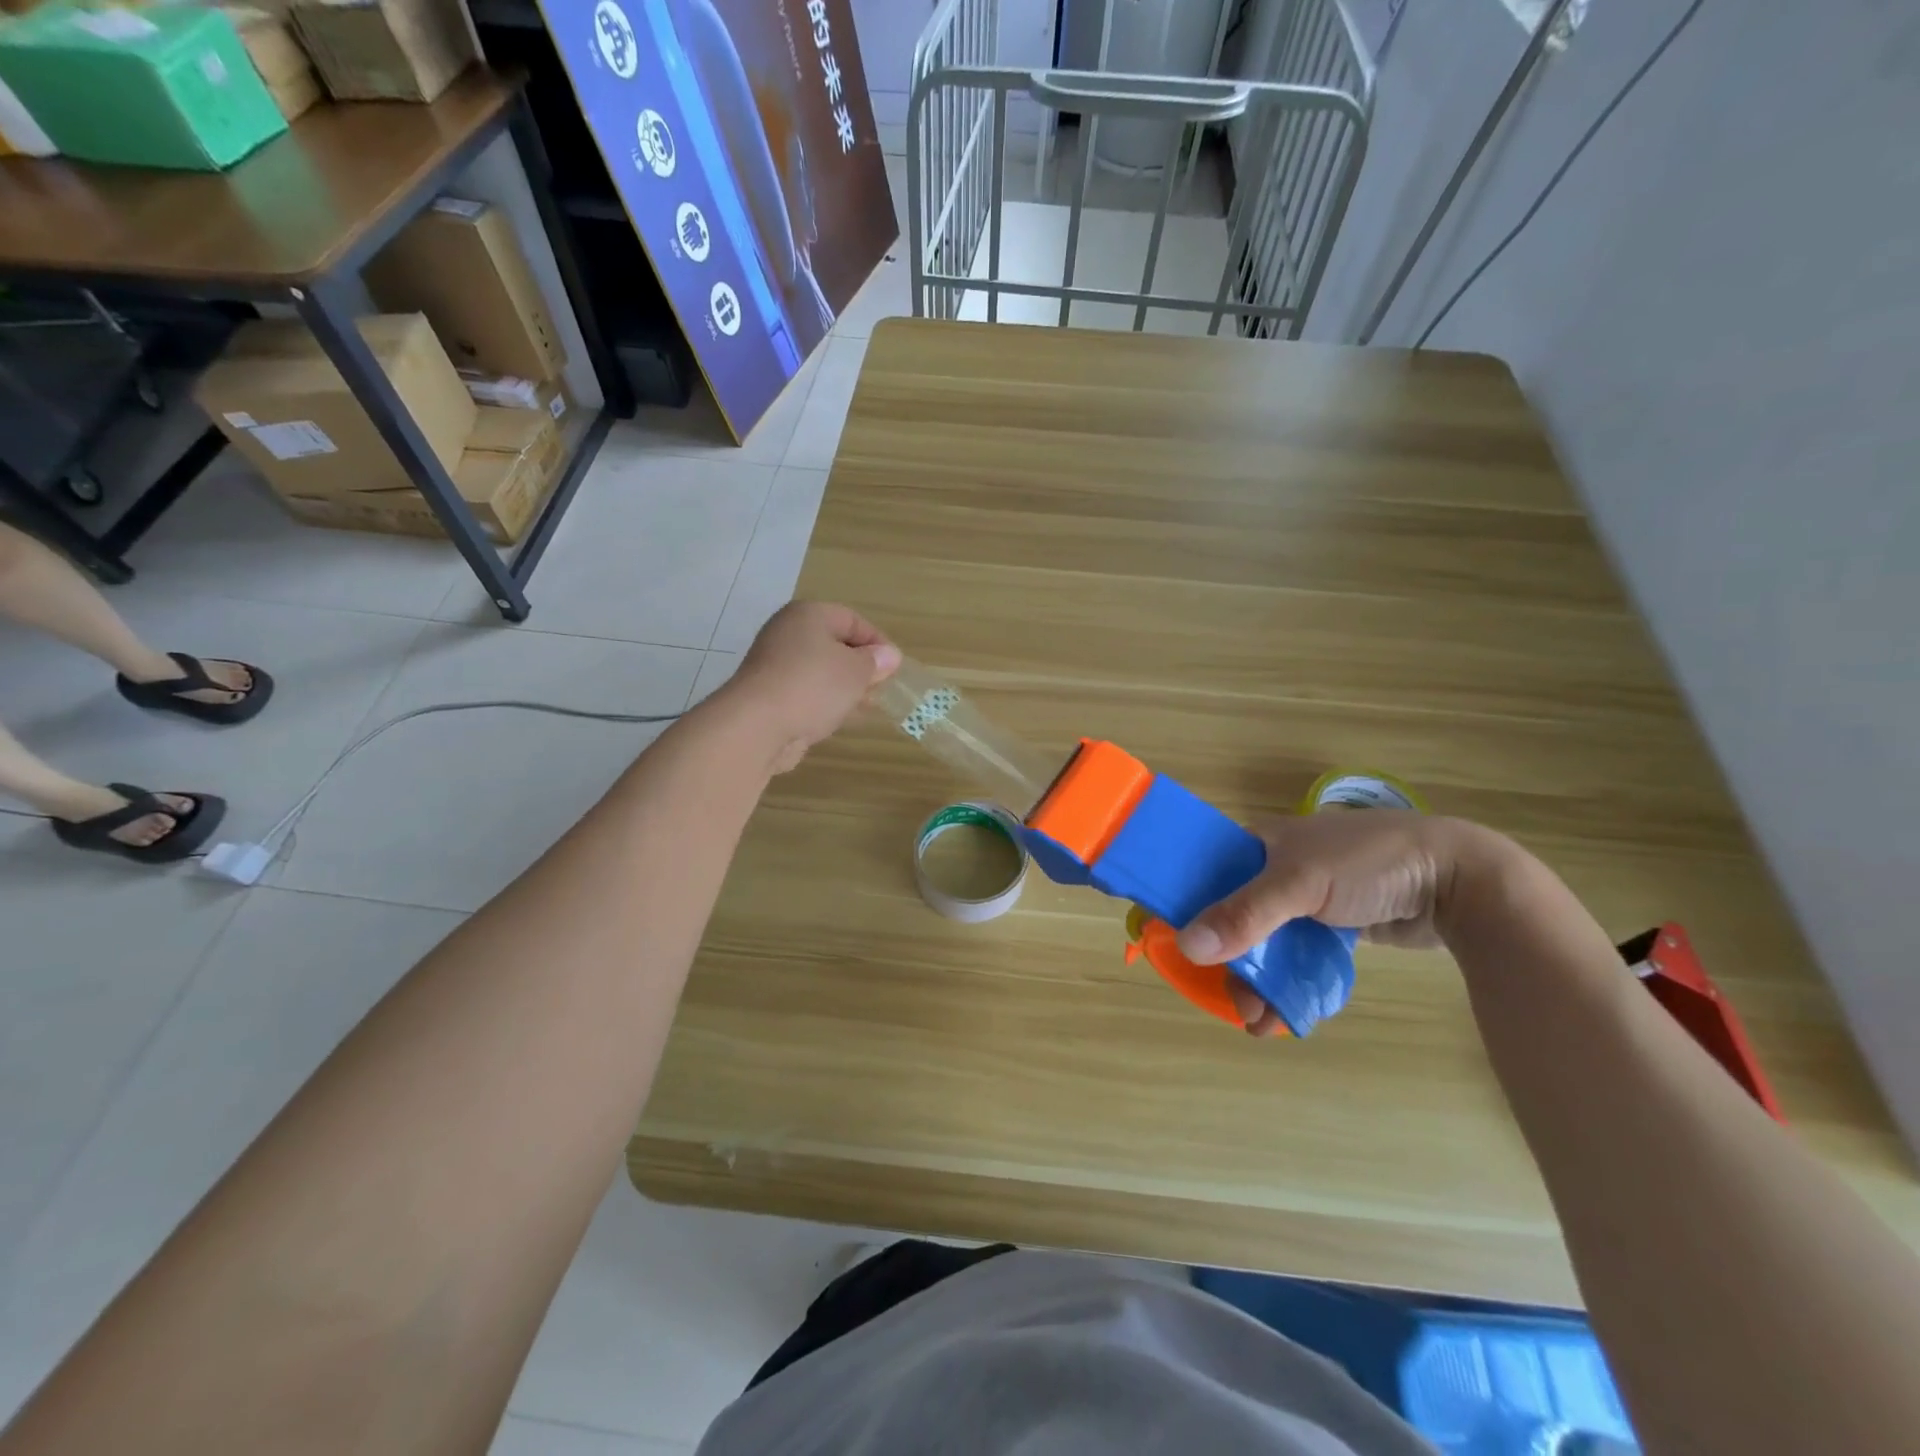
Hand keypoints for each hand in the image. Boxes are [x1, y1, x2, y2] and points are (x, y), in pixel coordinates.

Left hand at [726, 602, 901, 772]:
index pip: (852, 619)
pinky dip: (823, 703)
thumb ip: (875, 662)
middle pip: (834, 645)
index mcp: (808, 615)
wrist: (757, 726)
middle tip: (881, 687)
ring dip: (843, 688)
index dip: (877, 642)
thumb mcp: (856, 671)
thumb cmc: (813, 686)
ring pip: (819, 671)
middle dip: (860, 667)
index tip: (894, 668)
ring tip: (864, 707)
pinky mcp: (768, 695)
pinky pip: (805, 693)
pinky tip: (838, 719)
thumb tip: (889, 656)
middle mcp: (787, 633)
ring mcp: (774, 665)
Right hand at [1176, 812, 1462, 1034]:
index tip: (1184, 952)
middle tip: (1238, 1003)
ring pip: (1267, 942)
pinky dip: (1290, 980)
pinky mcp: (1334, 925)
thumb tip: (1187, 945)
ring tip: (1261, 1022)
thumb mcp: (1300, 884)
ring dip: (1260, 981)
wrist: (1459, 880)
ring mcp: (1307, 898)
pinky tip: (1288, 1011)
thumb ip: (1244, 914)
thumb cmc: (1369, 863)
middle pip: (1235, 917)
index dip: (1189, 910)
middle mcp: (1276, 868)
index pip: (1206, 873)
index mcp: (1259, 843)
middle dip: (1232, 963)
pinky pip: (1298, 954)